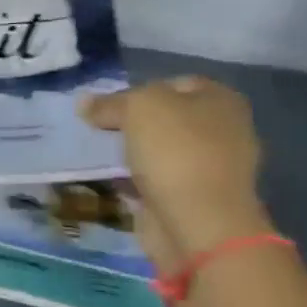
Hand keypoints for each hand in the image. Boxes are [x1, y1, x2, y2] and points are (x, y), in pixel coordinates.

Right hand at [84, 78, 269, 268]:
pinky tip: (108, 180)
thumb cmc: (176, 151)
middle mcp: (222, 131)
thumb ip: (110, 102)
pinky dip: (133, 181)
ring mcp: (209, 168)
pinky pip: (155, 181)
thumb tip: (85, 103)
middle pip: (165, 118)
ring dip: (130, 153)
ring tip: (96, 153)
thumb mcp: (138, 108)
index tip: (106, 105)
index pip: (172, 83)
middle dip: (131, 123)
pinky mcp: (192, 199)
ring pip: (158, 151)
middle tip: (97, 129)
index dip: (137, 90)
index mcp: (220, 100)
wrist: (198, 223)